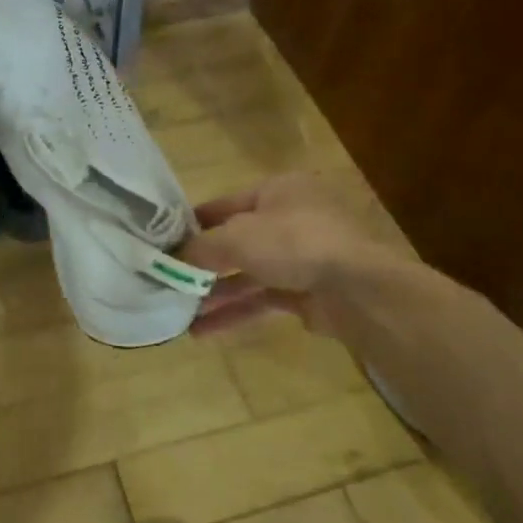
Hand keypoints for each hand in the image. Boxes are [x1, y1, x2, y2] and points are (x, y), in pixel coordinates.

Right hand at [182, 173, 399, 335]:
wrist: (358, 288)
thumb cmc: (293, 243)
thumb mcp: (236, 237)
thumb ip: (200, 247)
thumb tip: (171, 257)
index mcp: (278, 191)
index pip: (226, 204)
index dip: (194, 222)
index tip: (164, 240)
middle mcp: (291, 220)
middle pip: (237, 242)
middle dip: (203, 265)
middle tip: (169, 280)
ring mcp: (302, 258)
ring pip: (248, 274)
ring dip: (215, 293)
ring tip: (179, 313)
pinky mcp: (308, 293)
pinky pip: (262, 300)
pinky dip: (235, 312)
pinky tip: (203, 330)